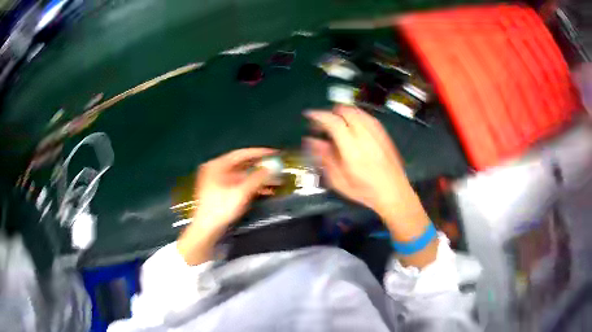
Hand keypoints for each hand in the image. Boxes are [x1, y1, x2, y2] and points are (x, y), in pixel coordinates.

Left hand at [178, 148, 275, 264]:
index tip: (275, 154)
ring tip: (276, 182)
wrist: (206, 230)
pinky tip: (265, 191)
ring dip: (258, 179)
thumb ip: (258, 178)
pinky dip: (251, 187)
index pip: (241, 154)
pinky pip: (239, 185)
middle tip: (277, 168)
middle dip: (260, 168)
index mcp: (217, 165)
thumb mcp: (241, 192)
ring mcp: (217, 181)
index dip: (260, 153)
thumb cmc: (221, 209)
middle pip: (242, 165)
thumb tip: (273, 167)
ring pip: (242, 176)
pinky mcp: (220, 192)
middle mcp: (216, 170)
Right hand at [306, 106, 436, 266]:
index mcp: (352, 149)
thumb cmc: (365, 191)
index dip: (318, 115)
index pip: (332, 122)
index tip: (309, 115)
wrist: (394, 193)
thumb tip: (312, 141)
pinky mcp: (384, 133)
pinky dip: (356, 115)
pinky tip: (353, 126)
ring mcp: (377, 133)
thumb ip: (325, 158)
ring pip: (357, 110)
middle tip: (324, 123)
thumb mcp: (339, 181)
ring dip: (344, 112)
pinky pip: (367, 116)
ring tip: (337, 123)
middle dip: (331, 112)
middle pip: (345, 111)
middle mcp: (365, 136)